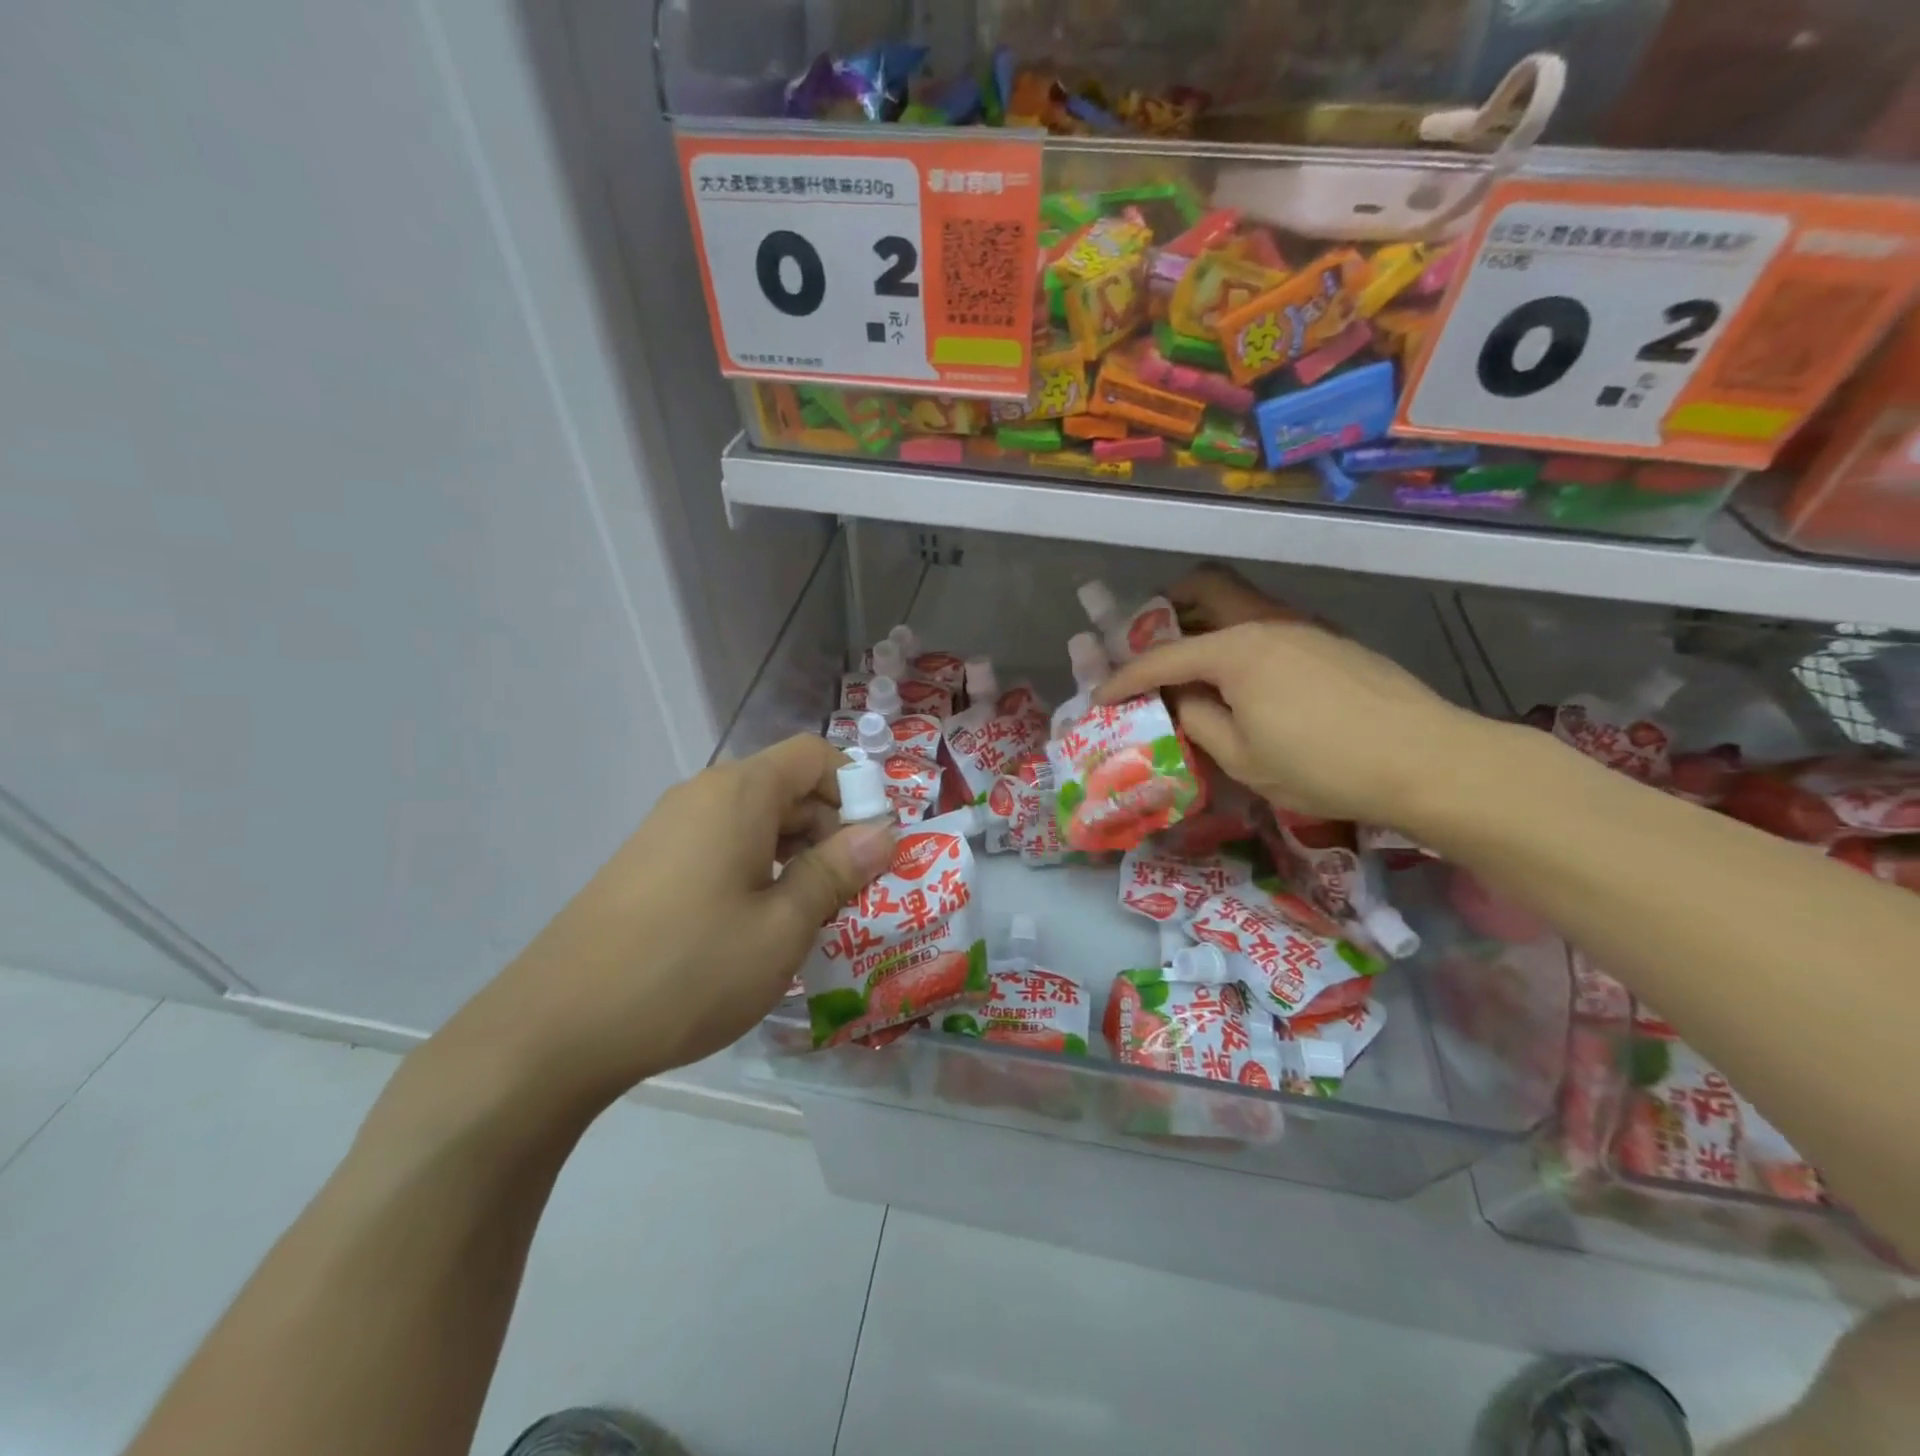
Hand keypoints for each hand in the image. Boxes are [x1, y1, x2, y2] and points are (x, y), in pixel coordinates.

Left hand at [437, 735, 895, 1115]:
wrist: (555, 1029)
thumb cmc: (689, 969)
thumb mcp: (783, 926)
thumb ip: (837, 871)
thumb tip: (883, 833)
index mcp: (739, 793)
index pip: (814, 756)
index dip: (854, 791)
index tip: (870, 850)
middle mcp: (702, 797)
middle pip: (786, 788)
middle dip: (829, 832)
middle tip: (850, 896)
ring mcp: (668, 831)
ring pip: (754, 824)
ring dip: (794, 859)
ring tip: (809, 921)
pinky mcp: (648, 867)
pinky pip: (720, 850)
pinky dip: (754, 874)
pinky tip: (756, 932)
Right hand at [1095, 566, 1490, 827]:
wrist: (1427, 760)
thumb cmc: (1322, 765)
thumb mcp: (1242, 757)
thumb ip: (1198, 721)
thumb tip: (1183, 699)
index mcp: (1237, 651)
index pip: (1164, 657)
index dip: (1125, 676)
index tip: (1101, 694)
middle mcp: (1267, 623)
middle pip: (1205, 589)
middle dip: (1165, 610)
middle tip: (1147, 644)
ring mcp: (1304, 627)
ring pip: (1239, 605)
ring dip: (1204, 625)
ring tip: (1190, 666)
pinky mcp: (1331, 642)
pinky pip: (1267, 626)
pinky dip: (1238, 641)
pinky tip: (1244, 680)